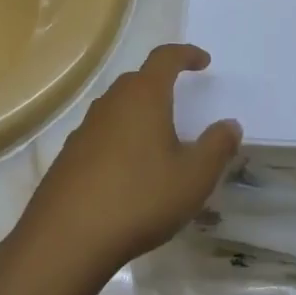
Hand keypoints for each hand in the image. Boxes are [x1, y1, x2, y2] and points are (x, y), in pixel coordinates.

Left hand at [16, 44, 240, 281]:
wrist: (66, 240)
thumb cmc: (139, 199)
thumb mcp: (194, 177)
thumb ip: (217, 147)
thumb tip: (230, 125)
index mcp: (143, 97)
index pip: (165, 58)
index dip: (186, 54)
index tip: (203, 62)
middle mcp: (111, 104)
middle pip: (137, 80)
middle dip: (161, 83)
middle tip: (182, 100)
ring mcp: (84, 130)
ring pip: (117, 108)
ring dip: (139, 113)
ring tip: (159, 138)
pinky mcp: (68, 157)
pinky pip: (101, 135)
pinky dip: (120, 140)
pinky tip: (129, 170)